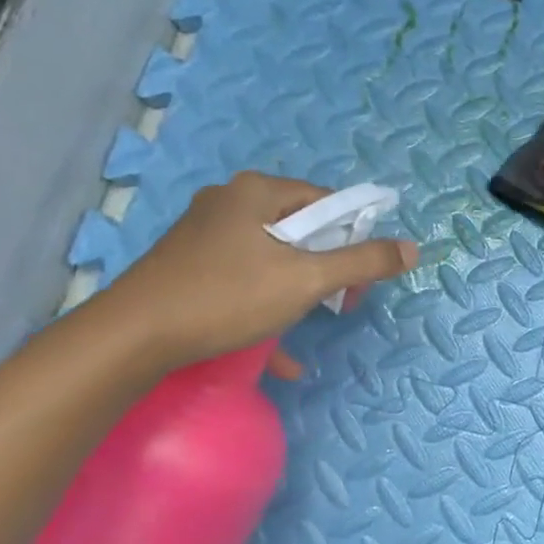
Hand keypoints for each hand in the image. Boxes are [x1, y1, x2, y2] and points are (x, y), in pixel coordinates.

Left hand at [99, 172, 418, 376]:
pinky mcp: (188, 265)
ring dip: (298, 292)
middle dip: (326, 268)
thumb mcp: (306, 280)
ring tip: (309, 324)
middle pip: (300, 229)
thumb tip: (412, 248)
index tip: (359, 278)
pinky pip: (243, 278)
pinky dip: (265, 305)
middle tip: (338, 303)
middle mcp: (230, 202)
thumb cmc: (226, 297)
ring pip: (272, 257)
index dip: (354, 237)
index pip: (327, 202)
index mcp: (257, 191)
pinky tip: (276, 352)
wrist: (131, 338)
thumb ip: (363, 262)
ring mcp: (204, 234)